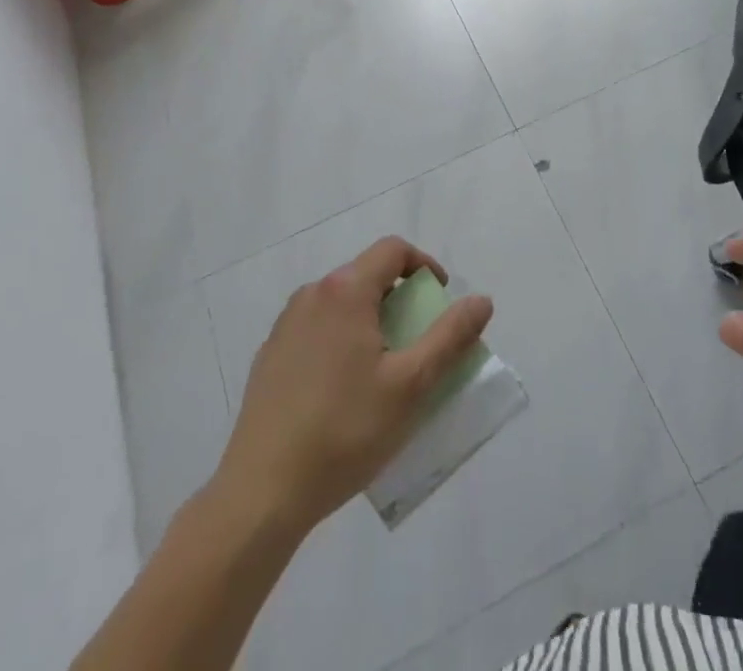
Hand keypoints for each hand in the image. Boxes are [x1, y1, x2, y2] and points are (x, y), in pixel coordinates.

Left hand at [214, 237, 494, 534]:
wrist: (261, 493)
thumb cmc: (344, 432)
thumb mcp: (411, 385)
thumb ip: (450, 337)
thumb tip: (481, 300)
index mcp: (345, 291)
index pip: (393, 250)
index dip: (424, 265)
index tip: (439, 299)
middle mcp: (312, 294)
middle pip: (366, 275)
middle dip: (399, 298)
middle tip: (417, 341)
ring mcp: (285, 324)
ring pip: (340, 303)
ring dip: (369, 320)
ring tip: (383, 370)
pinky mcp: (269, 355)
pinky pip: (316, 329)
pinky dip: (340, 341)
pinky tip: (343, 392)